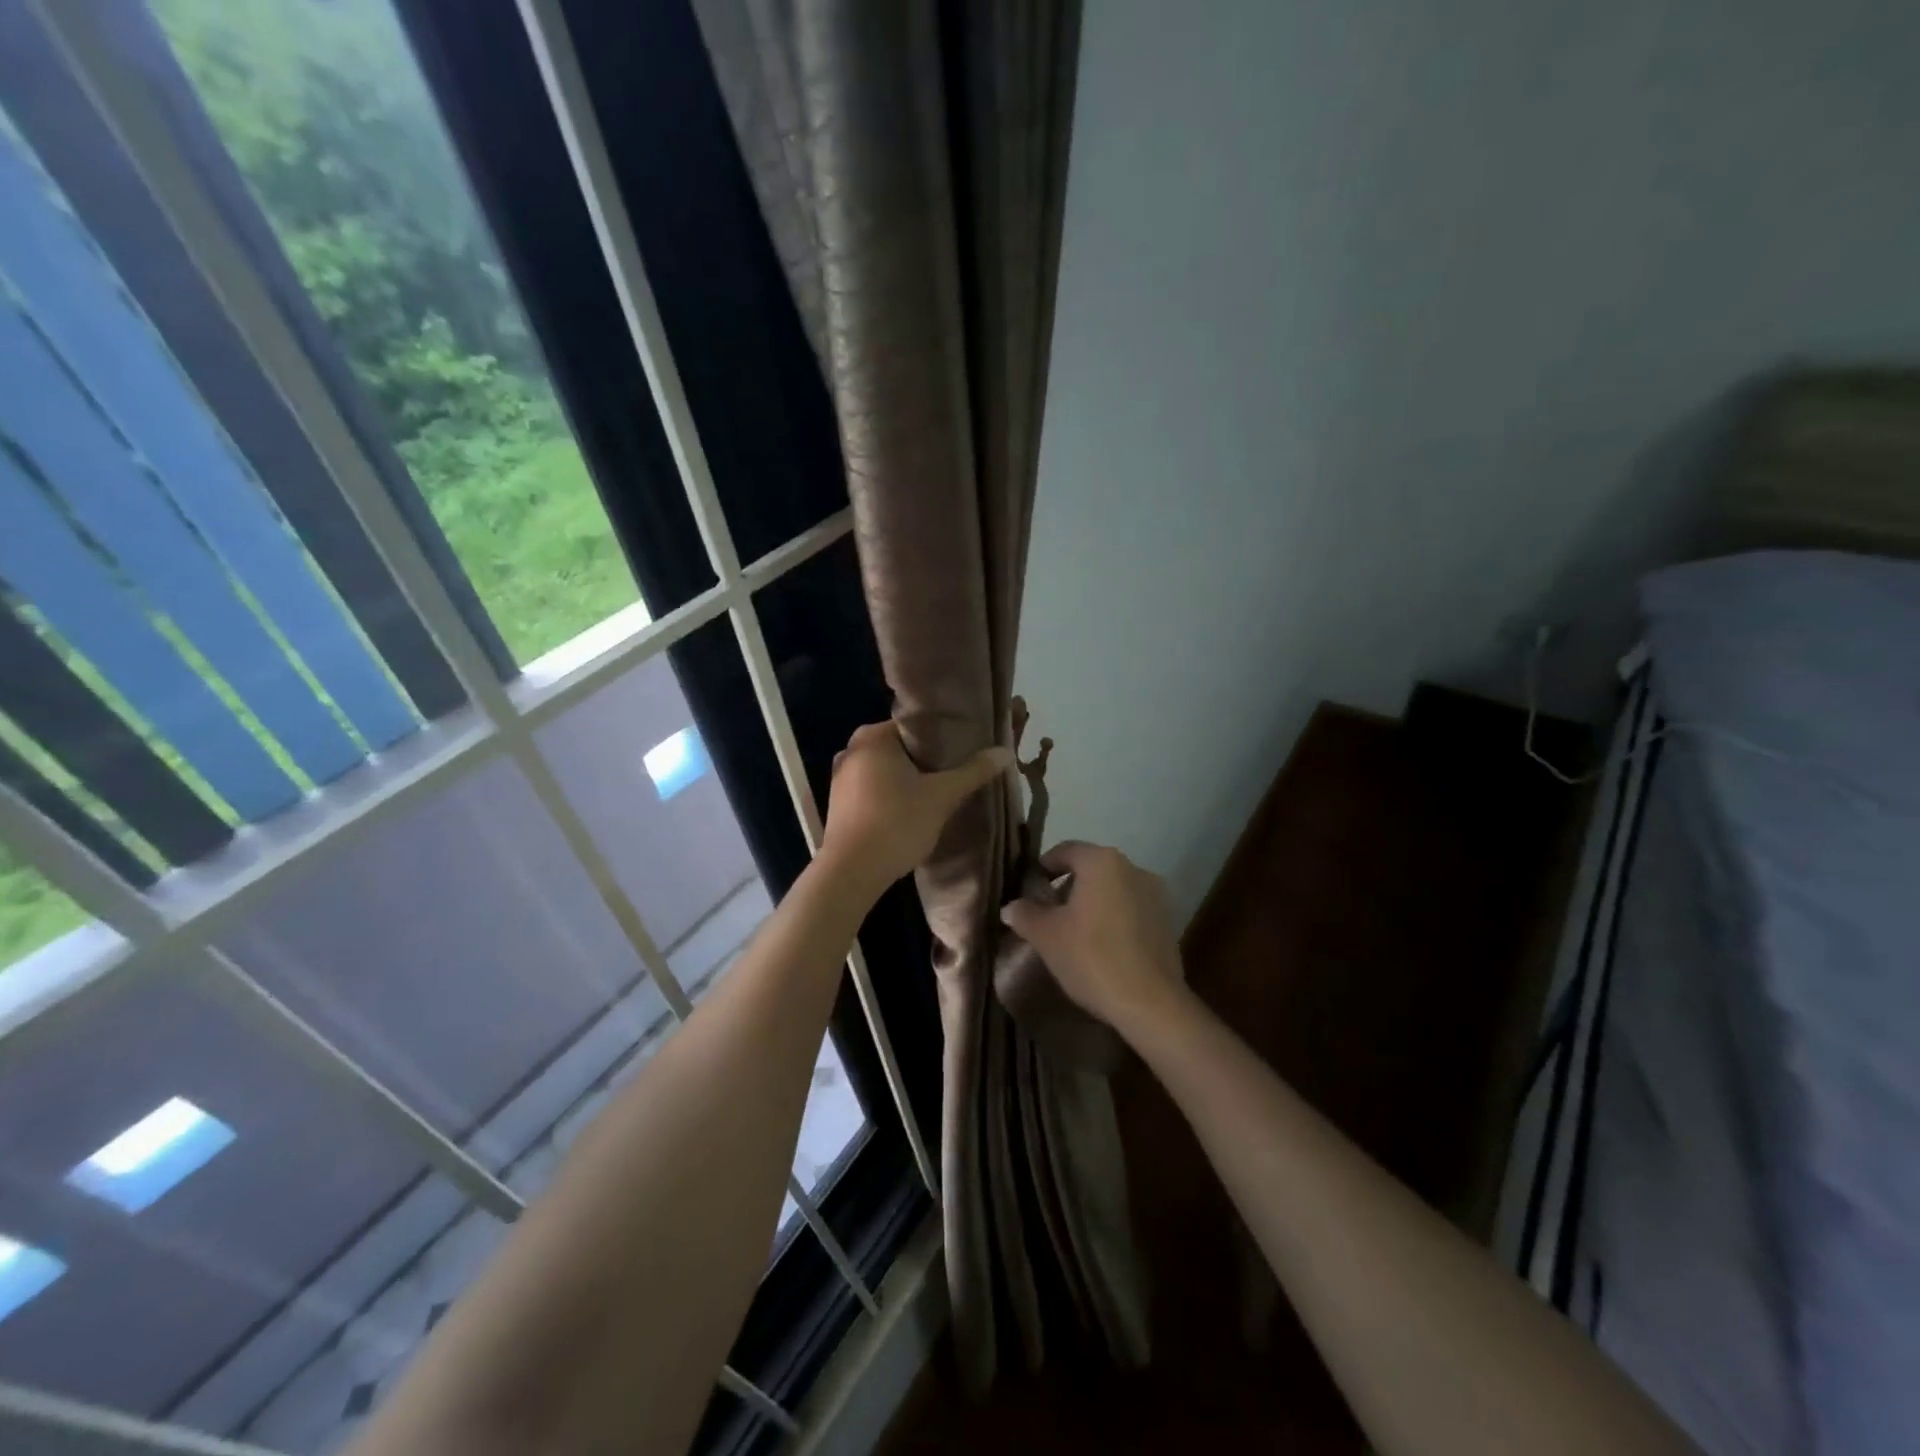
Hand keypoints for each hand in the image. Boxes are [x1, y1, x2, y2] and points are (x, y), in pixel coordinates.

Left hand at [820, 722, 1011, 893]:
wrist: (851, 872)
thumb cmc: (897, 823)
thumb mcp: (942, 796)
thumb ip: (973, 771)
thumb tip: (1006, 752)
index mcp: (873, 736)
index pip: (915, 725)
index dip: (943, 736)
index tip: (966, 749)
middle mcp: (852, 749)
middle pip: (901, 747)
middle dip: (928, 760)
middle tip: (957, 772)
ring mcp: (840, 777)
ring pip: (887, 770)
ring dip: (910, 779)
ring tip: (940, 791)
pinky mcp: (838, 803)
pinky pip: (874, 789)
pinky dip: (893, 794)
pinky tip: (912, 810)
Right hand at [999, 842, 1184, 1031]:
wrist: (1151, 1004)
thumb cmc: (1092, 957)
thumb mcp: (1047, 936)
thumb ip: (1025, 914)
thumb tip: (1011, 907)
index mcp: (1102, 862)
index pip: (1065, 851)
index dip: (1043, 867)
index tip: (1029, 889)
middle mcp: (1133, 868)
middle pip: (1091, 869)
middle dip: (1067, 887)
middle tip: (1047, 914)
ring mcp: (1155, 895)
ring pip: (1112, 889)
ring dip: (1092, 903)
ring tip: (1073, 933)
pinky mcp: (1167, 921)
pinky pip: (1131, 910)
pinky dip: (1113, 919)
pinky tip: (1101, 947)